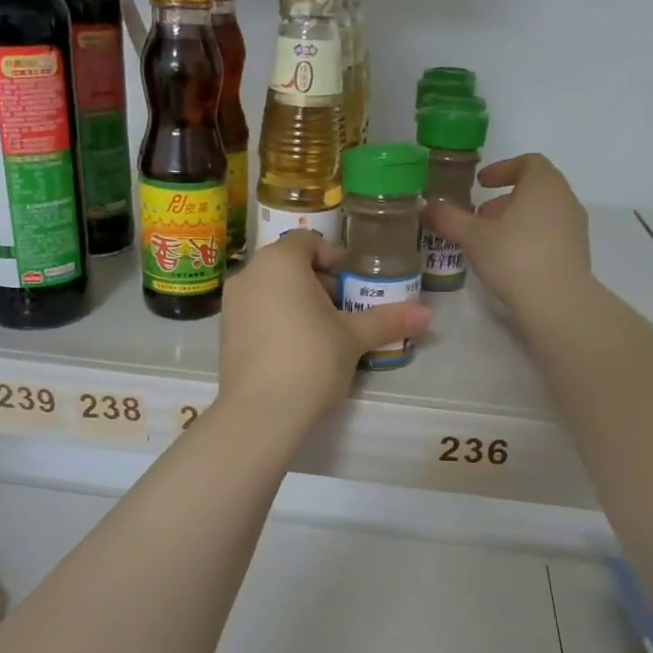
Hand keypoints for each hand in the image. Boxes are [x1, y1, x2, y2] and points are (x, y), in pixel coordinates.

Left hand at [217, 231, 430, 426]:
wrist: (261, 411)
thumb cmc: (311, 359)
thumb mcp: (354, 338)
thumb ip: (388, 320)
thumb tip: (427, 315)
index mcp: (279, 261)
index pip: (309, 241)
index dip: (336, 257)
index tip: (355, 283)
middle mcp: (249, 274)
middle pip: (289, 265)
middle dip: (320, 282)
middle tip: (346, 310)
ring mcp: (232, 304)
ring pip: (272, 289)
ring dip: (299, 302)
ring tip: (326, 333)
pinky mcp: (225, 333)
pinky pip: (257, 313)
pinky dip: (278, 320)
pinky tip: (299, 351)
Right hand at [423, 154, 590, 323]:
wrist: (557, 301)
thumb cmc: (514, 256)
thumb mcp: (472, 237)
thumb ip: (448, 218)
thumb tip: (426, 206)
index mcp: (543, 184)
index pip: (528, 162)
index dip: (503, 169)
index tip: (481, 183)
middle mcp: (564, 199)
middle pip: (535, 188)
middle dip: (505, 198)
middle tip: (480, 215)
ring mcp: (575, 227)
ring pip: (543, 212)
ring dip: (516, 219)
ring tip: (490, 239)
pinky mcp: (577, 252)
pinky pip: (550, 234)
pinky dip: (529, 236)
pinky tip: (509, 259)